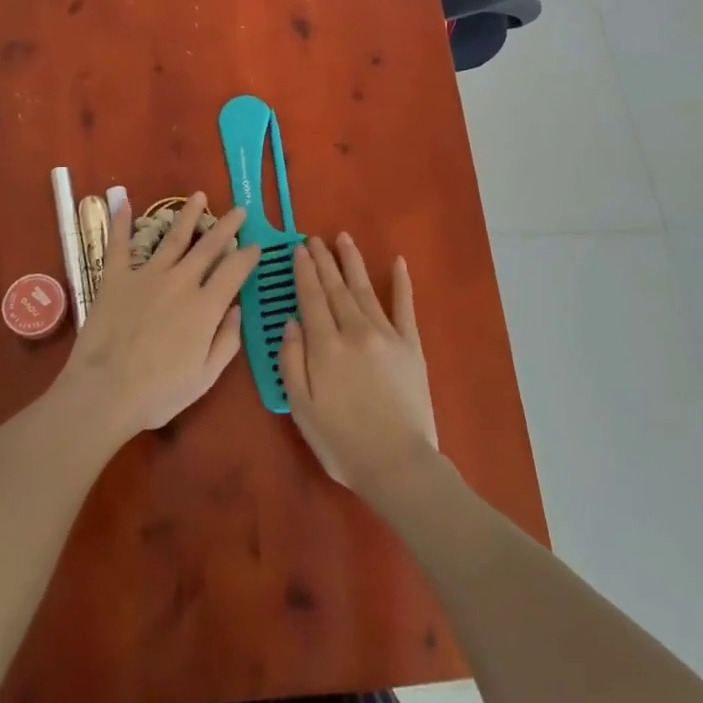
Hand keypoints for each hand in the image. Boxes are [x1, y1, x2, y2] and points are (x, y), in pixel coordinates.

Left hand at [55, 194, 259, 437]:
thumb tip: (238, 309)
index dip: (248, 256)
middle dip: (227, 226)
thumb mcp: (206, 376)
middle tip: (239, 210)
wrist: (105, 392)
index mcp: (206, 306)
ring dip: (188, 215)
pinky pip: (119, 244)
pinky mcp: (116, 278)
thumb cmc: (159, 392)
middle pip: (209, 246)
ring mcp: (147, 275)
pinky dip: (120, 222)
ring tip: (200, 197)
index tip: (256, 246)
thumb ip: (227, 340)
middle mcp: (181, 281)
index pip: (234, 271)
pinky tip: (122, 202)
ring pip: (173, 237)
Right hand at [278, 234, 438, 502]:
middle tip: (315, 238)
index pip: (312, 298)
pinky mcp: (411, 345)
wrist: (398, 463)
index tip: (299, 249)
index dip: (304, 272)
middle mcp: (355, 331)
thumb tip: (291, 322)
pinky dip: (401, 283)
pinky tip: (398, 262)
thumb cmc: (342, 442)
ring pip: (365, 290)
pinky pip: (405, 307)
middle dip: (324, 261)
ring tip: (344, 239)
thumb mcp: (302, 408)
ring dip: (352, 263)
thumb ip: (292, 361)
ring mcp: (387, 335)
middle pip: (336, 288)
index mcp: (325, 346)